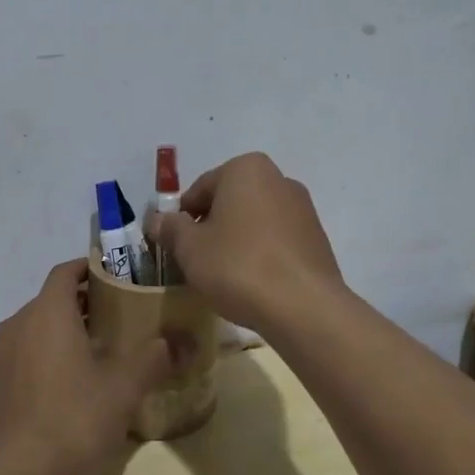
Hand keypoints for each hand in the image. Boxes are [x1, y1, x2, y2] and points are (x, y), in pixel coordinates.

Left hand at [0, 260, 181, 474]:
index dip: (90, 268)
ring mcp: (1, 357)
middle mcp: (18, 325)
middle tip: (120, 318)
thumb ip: (152, 357)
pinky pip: (25, 355)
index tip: (117, 277)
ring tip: (100, 352)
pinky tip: (72, 386)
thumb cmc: (72, 419)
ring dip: (66, 331)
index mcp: (47, 313)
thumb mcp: (123, 388)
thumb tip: (175, 341)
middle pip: (52, 300)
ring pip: (37, 328)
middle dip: (84, 303)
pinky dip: (48, 355)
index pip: (65, 272)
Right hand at [148, 153, 344, 335]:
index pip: (199, 190)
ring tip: (225, 277)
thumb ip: (170, 229)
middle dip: (211, 228)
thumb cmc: (238, 266)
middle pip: (229, 203)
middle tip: (197, 262)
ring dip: (236, 242)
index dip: (181, 220)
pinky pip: (276, 241)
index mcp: (245, 169)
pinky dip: (261, 255)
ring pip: (254, 222)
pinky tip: (253, 283)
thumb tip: (157, 220)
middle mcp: (278, 178)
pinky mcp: (317, 238)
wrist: (303, 306)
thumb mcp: (190, 248)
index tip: (175, 248)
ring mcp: (303, 208)